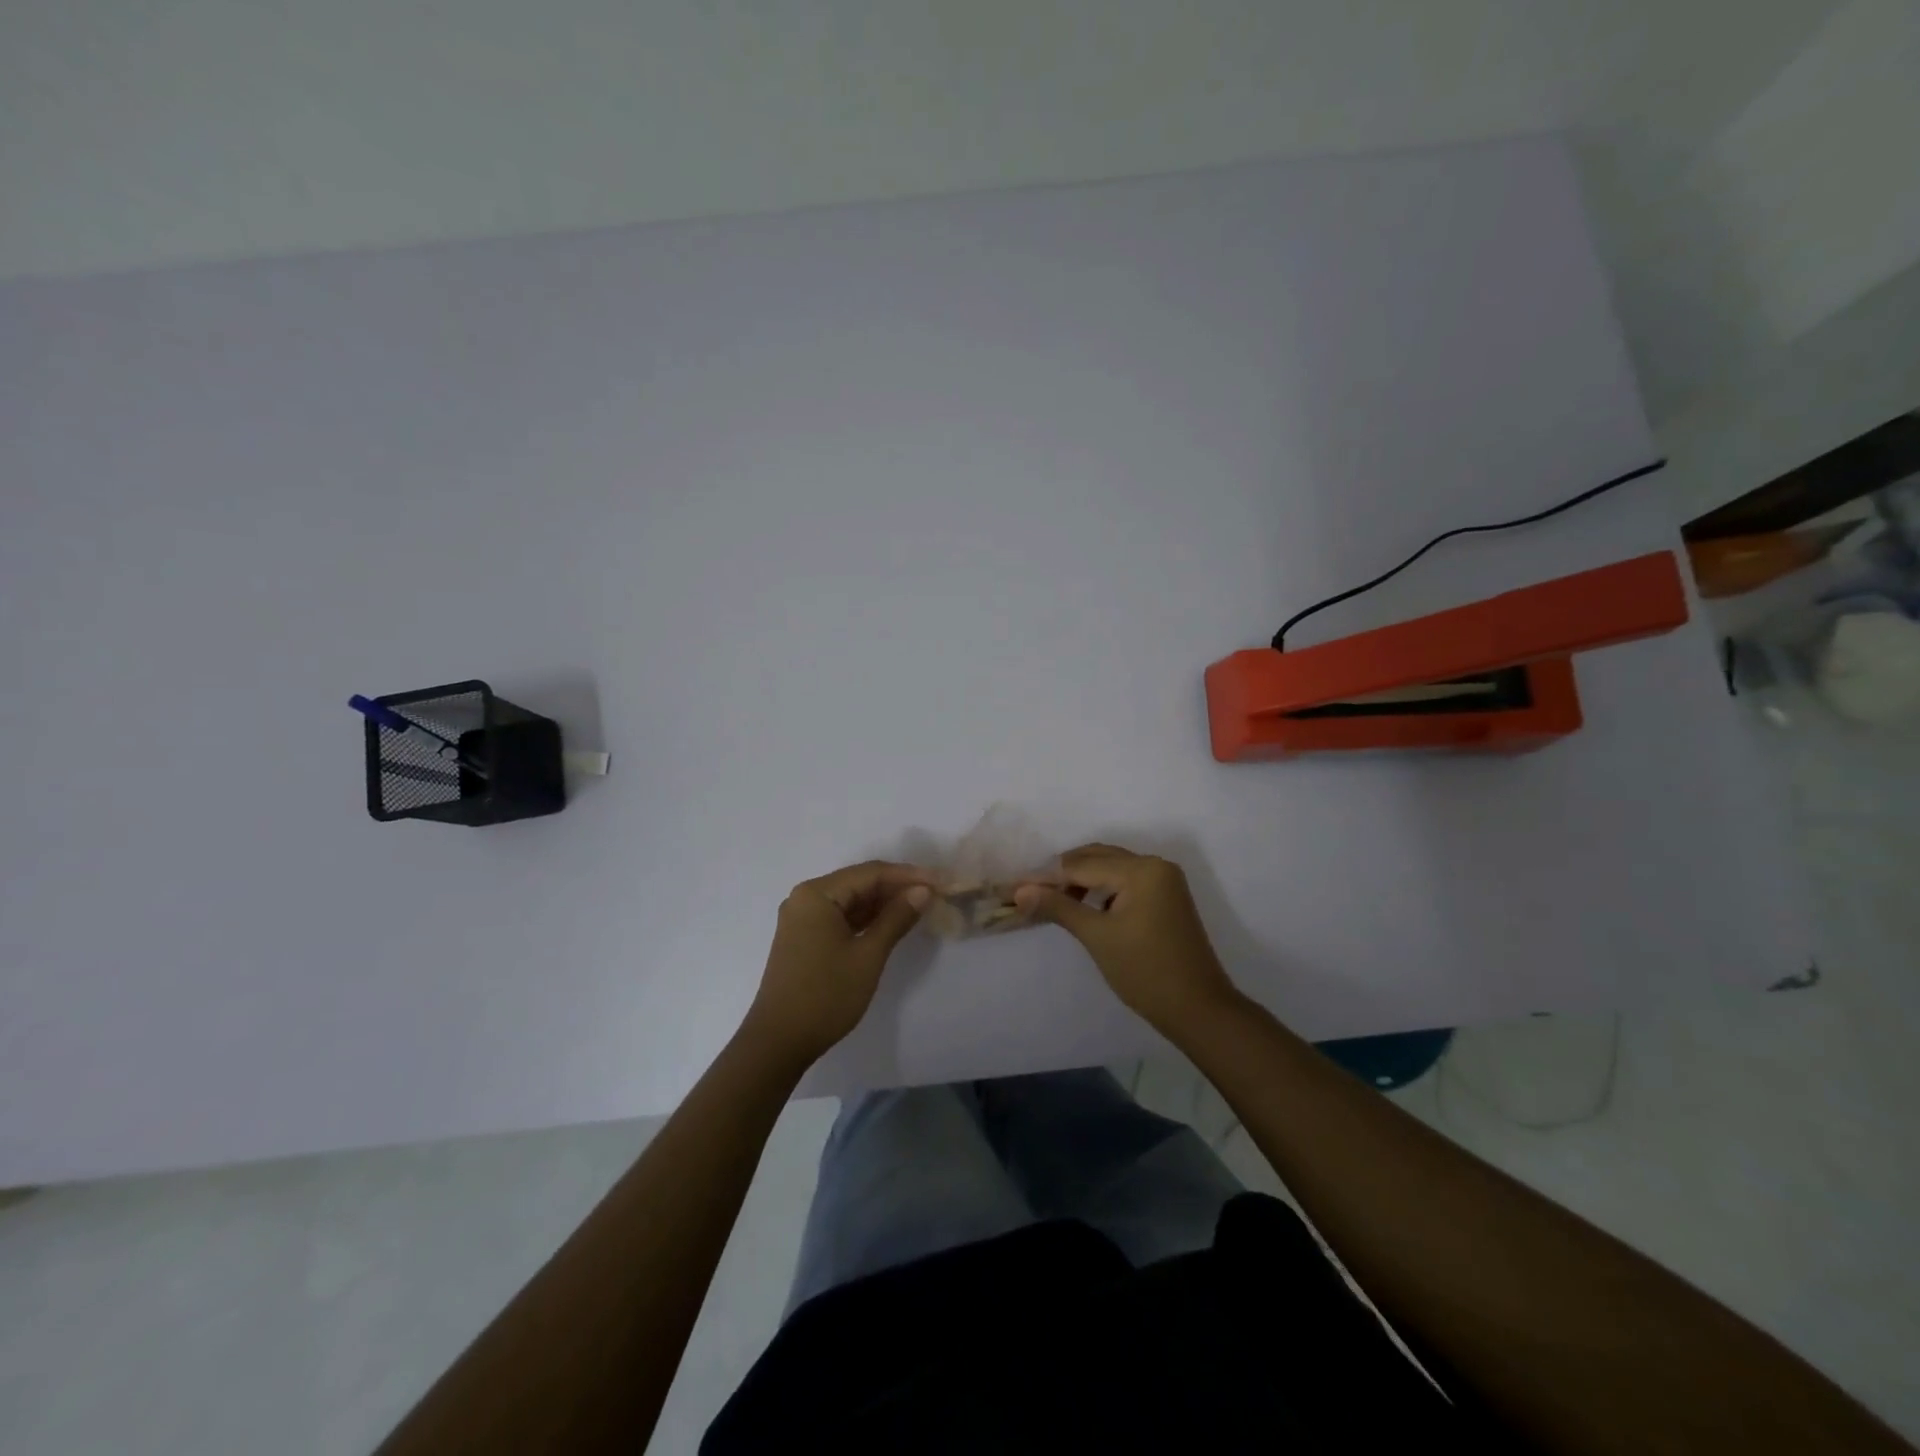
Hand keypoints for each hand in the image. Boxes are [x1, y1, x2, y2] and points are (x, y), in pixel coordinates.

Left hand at [741, 861, 932, 1068]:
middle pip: (859, 883)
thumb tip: (923, 891)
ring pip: (851, 900)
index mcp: (816, 894)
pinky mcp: (805, 938)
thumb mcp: (868, 955)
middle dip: (897, 887)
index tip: (940, 881)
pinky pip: (841, 917)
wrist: (778, 1042)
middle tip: (935, 894)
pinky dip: (867, 919)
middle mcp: (805, 898)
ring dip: (884, 903)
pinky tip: (892, 923)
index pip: (870, 873)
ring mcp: (803, 919)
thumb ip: (896, 918)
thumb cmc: (825, 995)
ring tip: (920, 906)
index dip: (908, 875)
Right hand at [1015, 845, 1239, 1033]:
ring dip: (1082, 881)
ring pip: (1112, 869)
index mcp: (1142, 870)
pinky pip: (1126, 883)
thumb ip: (1058, 908)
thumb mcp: (1097, 937)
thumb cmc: (1145, 972)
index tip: (1016, 888)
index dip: (1047, 877)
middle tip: (1031, 893)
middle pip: (1098, 858)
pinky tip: (1085, 909)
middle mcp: (1155, 865)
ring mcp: (1164, 881)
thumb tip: (1019, 891)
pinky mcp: (1167, 898)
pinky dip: (1102, 891)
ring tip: (1054, 903)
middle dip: (1063, 874)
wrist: (1199, 1010)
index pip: (1083, 865)